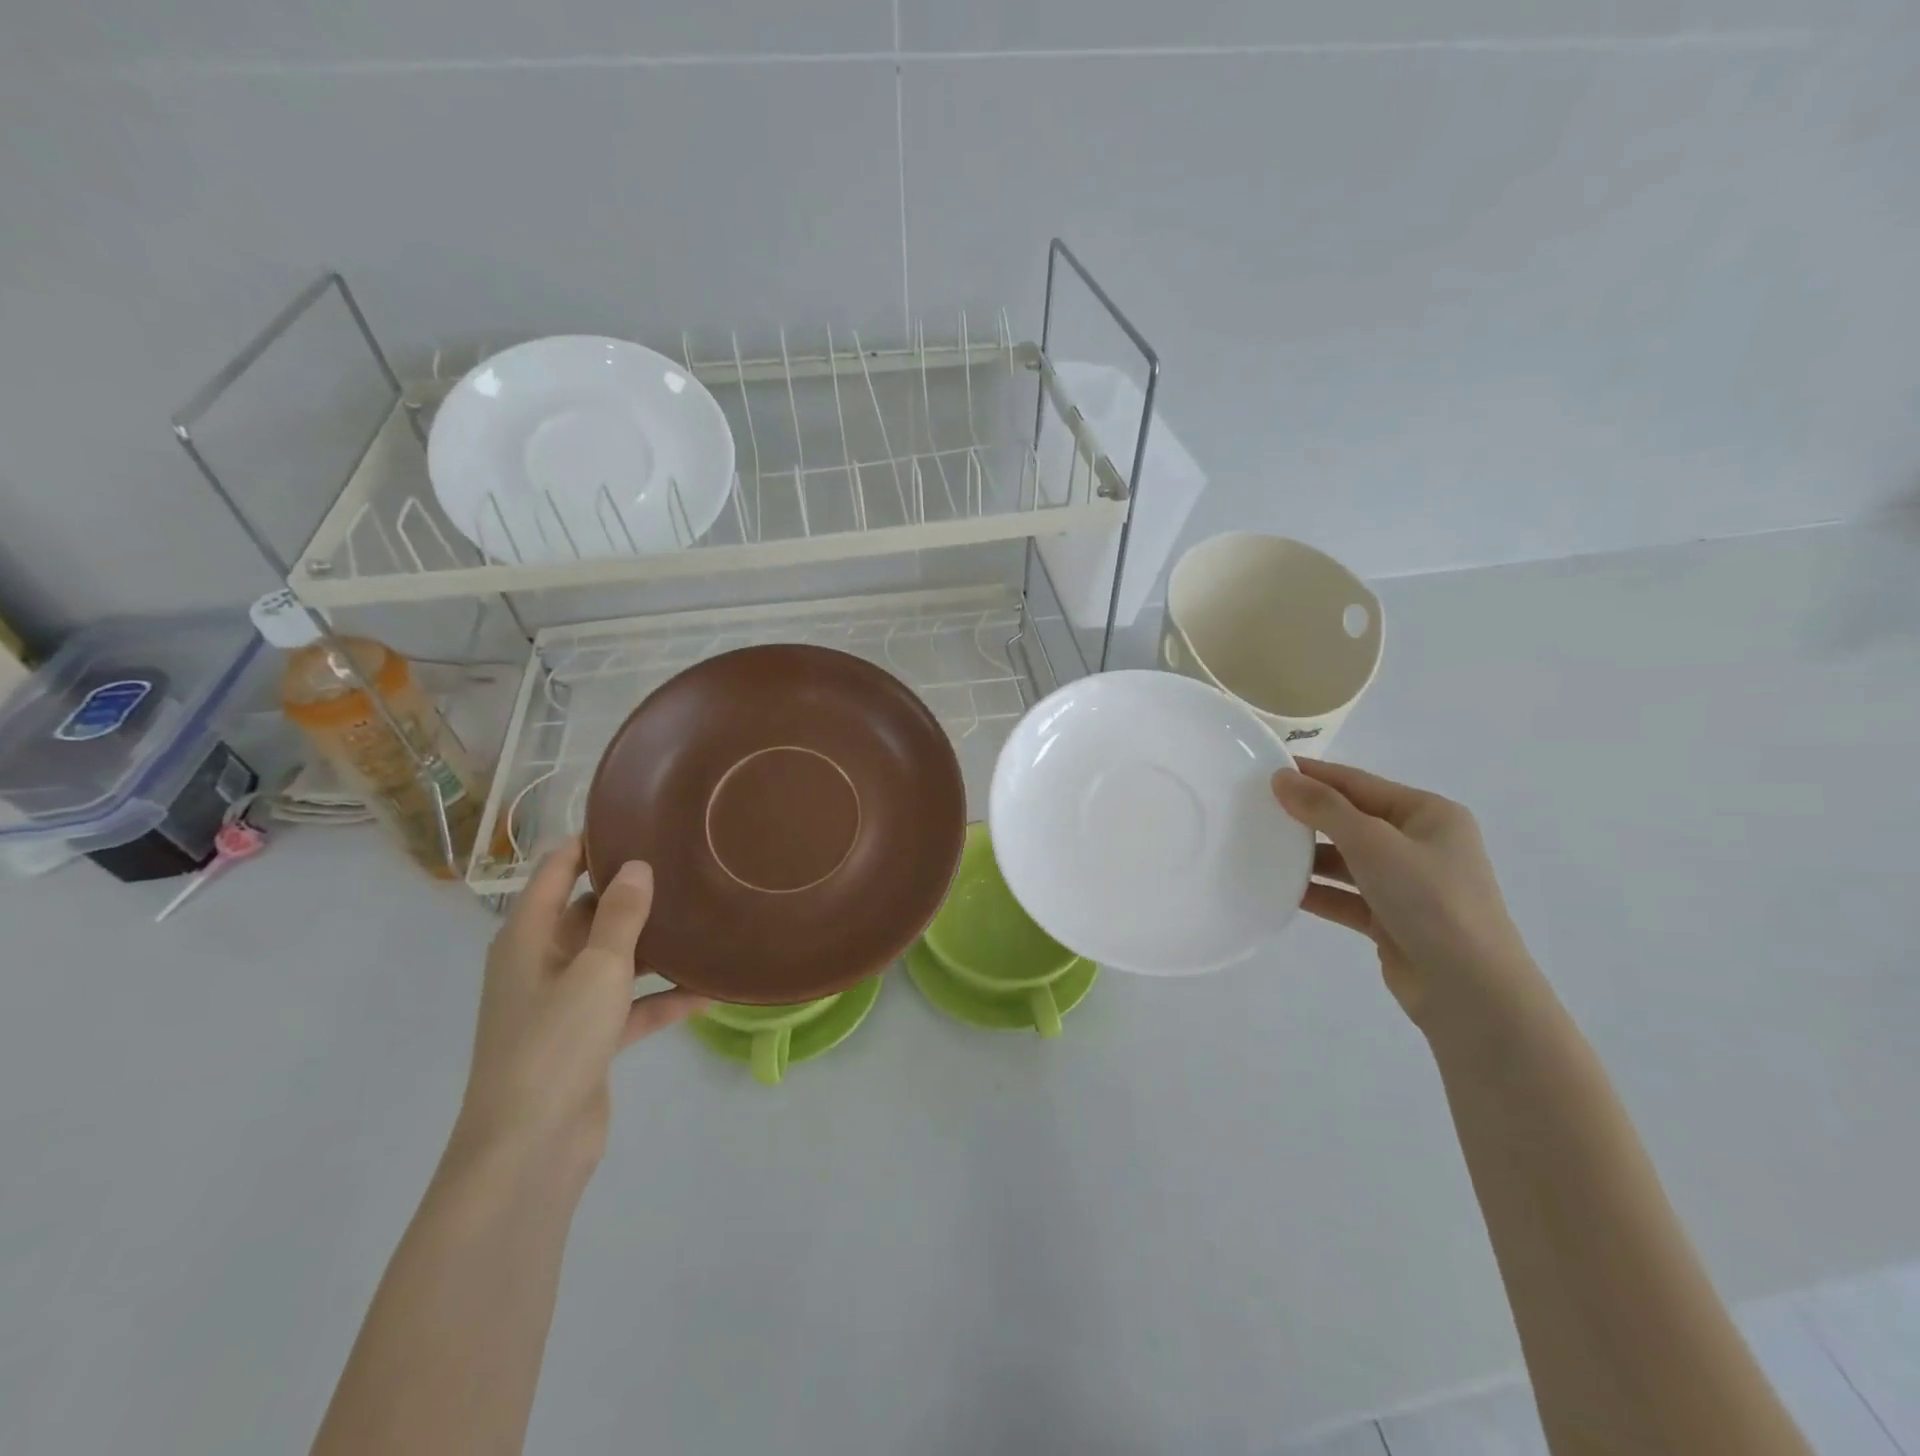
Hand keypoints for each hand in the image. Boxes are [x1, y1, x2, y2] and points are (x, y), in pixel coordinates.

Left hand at [453, 839, 707, 1173]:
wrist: (530, 1148)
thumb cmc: (555, 1042)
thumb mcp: (596, 968)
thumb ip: (621, 915)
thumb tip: (636, 865)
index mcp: (528, 937)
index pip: (557, 871)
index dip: (590, 842)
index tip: (637, 819)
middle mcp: (542, 962)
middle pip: (590, 912)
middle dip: (633, 892)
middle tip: (687, 866)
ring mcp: (564, 1003)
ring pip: (615, 958)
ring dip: (653, 946)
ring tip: (704, 918)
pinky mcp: (587, 1039)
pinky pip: (630, 1005)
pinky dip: (661, 998)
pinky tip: (708, 989)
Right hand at [1272, 760, 1543, 1039]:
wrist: (1470, 991)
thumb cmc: (1430, 900)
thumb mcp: (1373, 844)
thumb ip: (1325, 809)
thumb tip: (1281, 778)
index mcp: (1429, 814)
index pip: (1359, 783)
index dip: (1313, 774)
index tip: (1267, 767)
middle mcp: (1420, 844)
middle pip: (1352, 820)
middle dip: (1307, 816)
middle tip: (1255, 808)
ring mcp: (1408, 885)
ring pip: (1346, 860)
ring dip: (1308, 857)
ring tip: (1260, 848)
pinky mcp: (1392, 920)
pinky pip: (1345, 896)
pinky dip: (1317, 892)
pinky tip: (1279, 890)